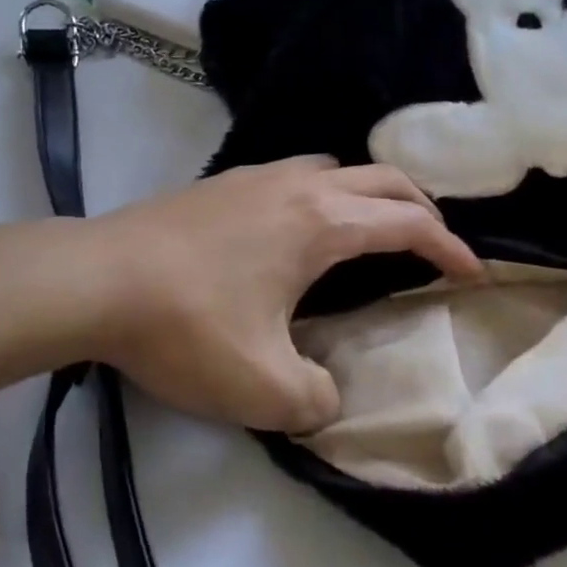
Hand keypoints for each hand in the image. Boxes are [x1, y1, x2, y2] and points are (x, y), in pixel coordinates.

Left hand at [85, 158, 482, 434]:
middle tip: (433, 243)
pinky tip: (293, 233)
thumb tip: (324, 391)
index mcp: (319, 222)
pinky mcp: (213, 186)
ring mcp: (247, 178)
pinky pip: (287, 177)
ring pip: (327, 167)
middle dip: (417, 206)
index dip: (449, 247)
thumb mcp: (263, 388)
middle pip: (376, 177)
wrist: (95, 280)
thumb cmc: (185, 326)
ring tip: (366, 233)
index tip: (471, 274)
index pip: (407, 222)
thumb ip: (315, 398)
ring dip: (362, 193)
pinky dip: (317, 194)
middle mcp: (291, 184)